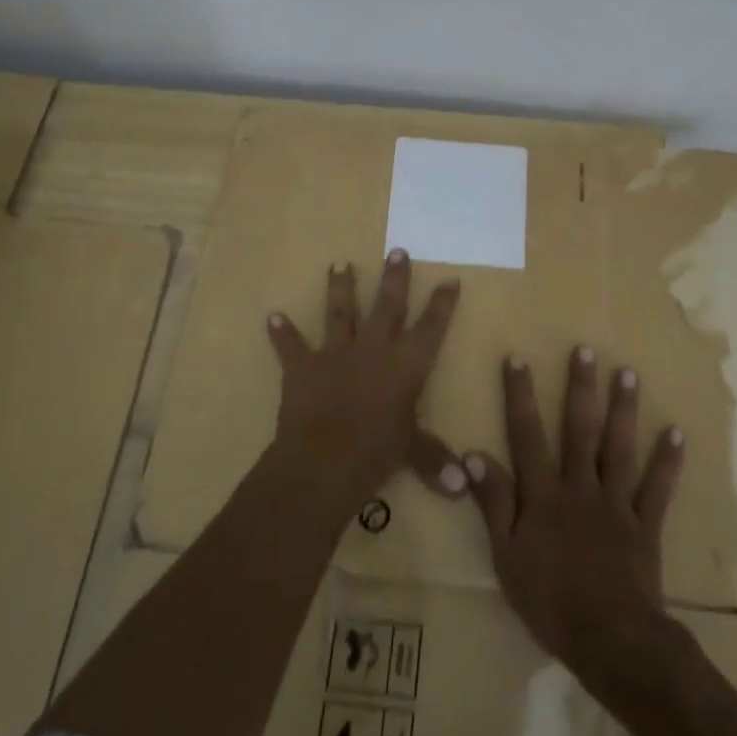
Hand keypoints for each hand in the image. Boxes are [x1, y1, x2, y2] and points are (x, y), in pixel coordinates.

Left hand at [266, 249, 466, 510]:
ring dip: (340, 288)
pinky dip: (282, 333)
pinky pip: (291, 346)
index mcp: (406, 365)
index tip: (450, 279)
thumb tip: (464, 485)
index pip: (431, 328)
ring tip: (338, 264)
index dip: (442, 304)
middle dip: (394, 278)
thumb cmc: (376, 453)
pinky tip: (272, 317)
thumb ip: (435, 460)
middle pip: (388, 306)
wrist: (323, 460)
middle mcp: (374, 348)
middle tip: (397, 250)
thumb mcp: (411, 453)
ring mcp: (336, 353)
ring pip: (340, 312)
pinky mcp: (304, 366)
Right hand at [464, 347, 685, 689]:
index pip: (527, 434)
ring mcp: (616, 503)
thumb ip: (494, 503)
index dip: (520, 395)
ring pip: (619, 448)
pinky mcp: (645, 525)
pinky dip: (667, 461)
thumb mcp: (506, 556)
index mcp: (544, 494)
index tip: (517, 358)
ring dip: (623, 409)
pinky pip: (657, 488)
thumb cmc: (550, 601)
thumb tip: (473, 456)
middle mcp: (580, 486)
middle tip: (585, 350)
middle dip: (580, 387)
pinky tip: (676, 433)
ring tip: (628, 373)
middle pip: (579, 429)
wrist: (611, 641)